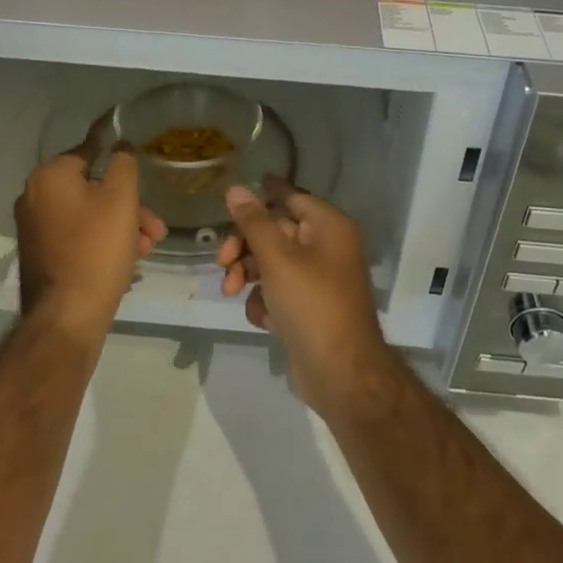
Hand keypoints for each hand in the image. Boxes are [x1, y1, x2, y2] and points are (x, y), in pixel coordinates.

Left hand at [14, 147, 166, 344]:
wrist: (67, 316)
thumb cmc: (97, 248)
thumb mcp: (121, 198)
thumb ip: (123, 163)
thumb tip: (119, 148)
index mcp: (49, 176)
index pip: (90, 151)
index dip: (119, 157)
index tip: (140, 167)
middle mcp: (34, 196)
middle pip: (92, 187)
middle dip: (129, 205)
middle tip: (155, 225)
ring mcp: (35, 228)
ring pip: (89, 214)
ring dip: (122, 224)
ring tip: (149, 246)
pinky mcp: (42, 254)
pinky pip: (78, 235)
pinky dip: (103, 240)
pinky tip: (129, 258)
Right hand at [217, 179, 396, 416]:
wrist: (341, 375)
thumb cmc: (312, 305)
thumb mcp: (278, 259)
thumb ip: (254, 222)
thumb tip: (236, 188)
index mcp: (328, 227)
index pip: (291, 196)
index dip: (263, 193)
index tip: (235, 192)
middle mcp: (326, 247)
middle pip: (275, 231)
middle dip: (245, 246)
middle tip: (222, 260)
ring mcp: (317, 280)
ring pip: (271, 263)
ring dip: (248, 275)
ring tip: (231, 292)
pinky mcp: (308, 309)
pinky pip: (278, 292)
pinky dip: (264, 302)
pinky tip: (263, 320)